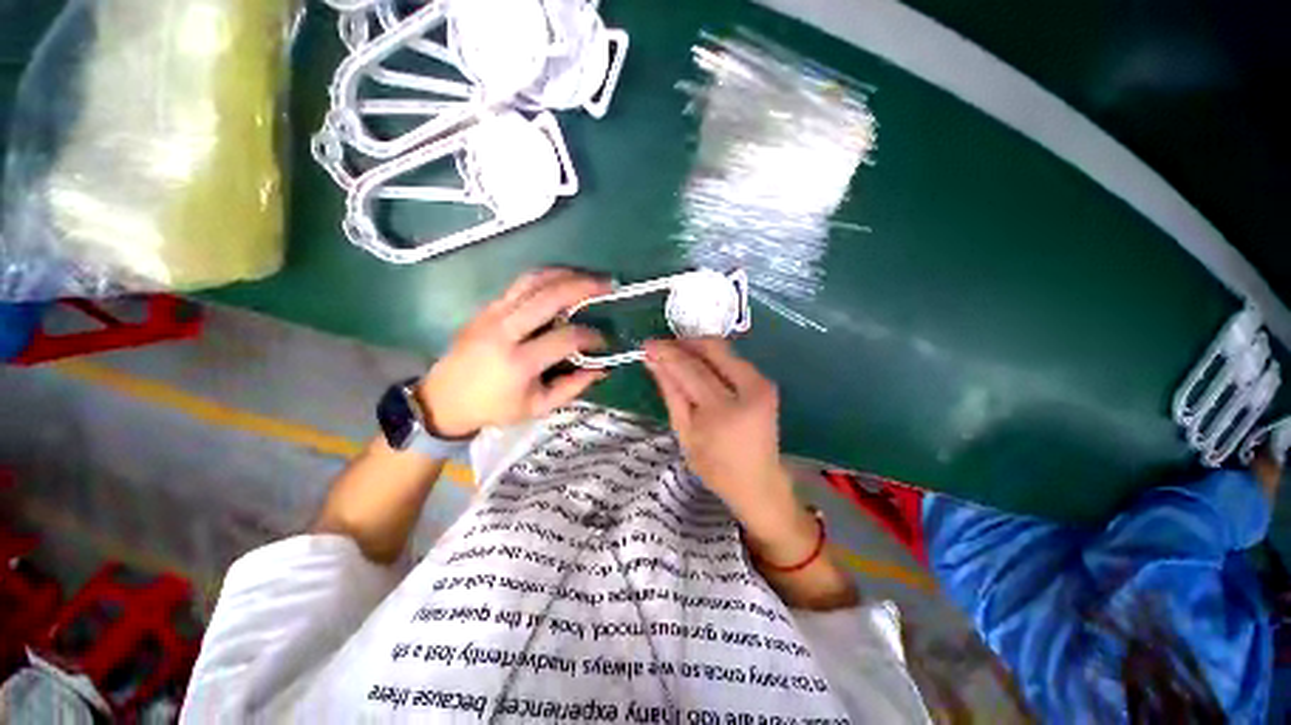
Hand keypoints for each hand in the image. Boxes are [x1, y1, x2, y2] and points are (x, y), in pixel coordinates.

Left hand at [418, 269, 610, 437]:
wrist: (444, 399)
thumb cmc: (495, 408)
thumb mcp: (538, 407)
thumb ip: (573, 387)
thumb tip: (603, 367)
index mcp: (519, 363)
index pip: (566, 338)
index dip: (591, 337)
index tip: (604, 341)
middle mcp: (505, 331)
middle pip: (549, 297)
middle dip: (584, 287)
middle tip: (608, 285)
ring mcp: (492, 314)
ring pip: (532, 281)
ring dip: (565, 274)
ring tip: (588, 276)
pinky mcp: (486, 307)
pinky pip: (520, 284)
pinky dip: (546, 277)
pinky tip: (563, 280)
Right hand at [643, 339, 816, 559]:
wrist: (759, 481)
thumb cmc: (716, 467)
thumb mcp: (685, 433)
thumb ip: (671, 393)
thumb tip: (653, 361)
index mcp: (724, 411)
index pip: (690, 369)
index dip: (667, 353)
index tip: (647, 344)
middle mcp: (749, 390)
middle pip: (712, 349)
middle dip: (683, 343)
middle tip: (662, 347)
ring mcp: (762, 383)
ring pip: (724, 349)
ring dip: (697, 348)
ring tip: (676, 356)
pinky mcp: (766, 382)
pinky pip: (733, 359)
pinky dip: (712, 358)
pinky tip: (697, 366)